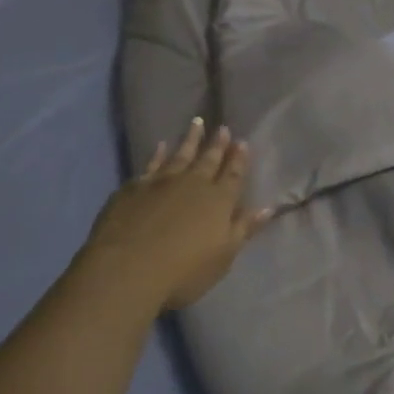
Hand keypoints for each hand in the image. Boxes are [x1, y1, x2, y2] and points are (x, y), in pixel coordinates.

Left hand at [79, 118, 272, 310]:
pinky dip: (157, 153)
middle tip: (223, 128)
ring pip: (180, 154)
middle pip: (208, 159)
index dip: (239, 159)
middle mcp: (193, 184)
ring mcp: (161, 182)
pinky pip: (151, 163)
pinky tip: (160, 145)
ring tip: (197, 123)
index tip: (242, 142)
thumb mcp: (224, 255)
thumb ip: (244, 228)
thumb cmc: (184, 270)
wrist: (126, 269)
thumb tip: (267, 207)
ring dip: (190, 139)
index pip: (233, 175)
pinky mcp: (134, 187)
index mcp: (219, 201)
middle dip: (217, 144)